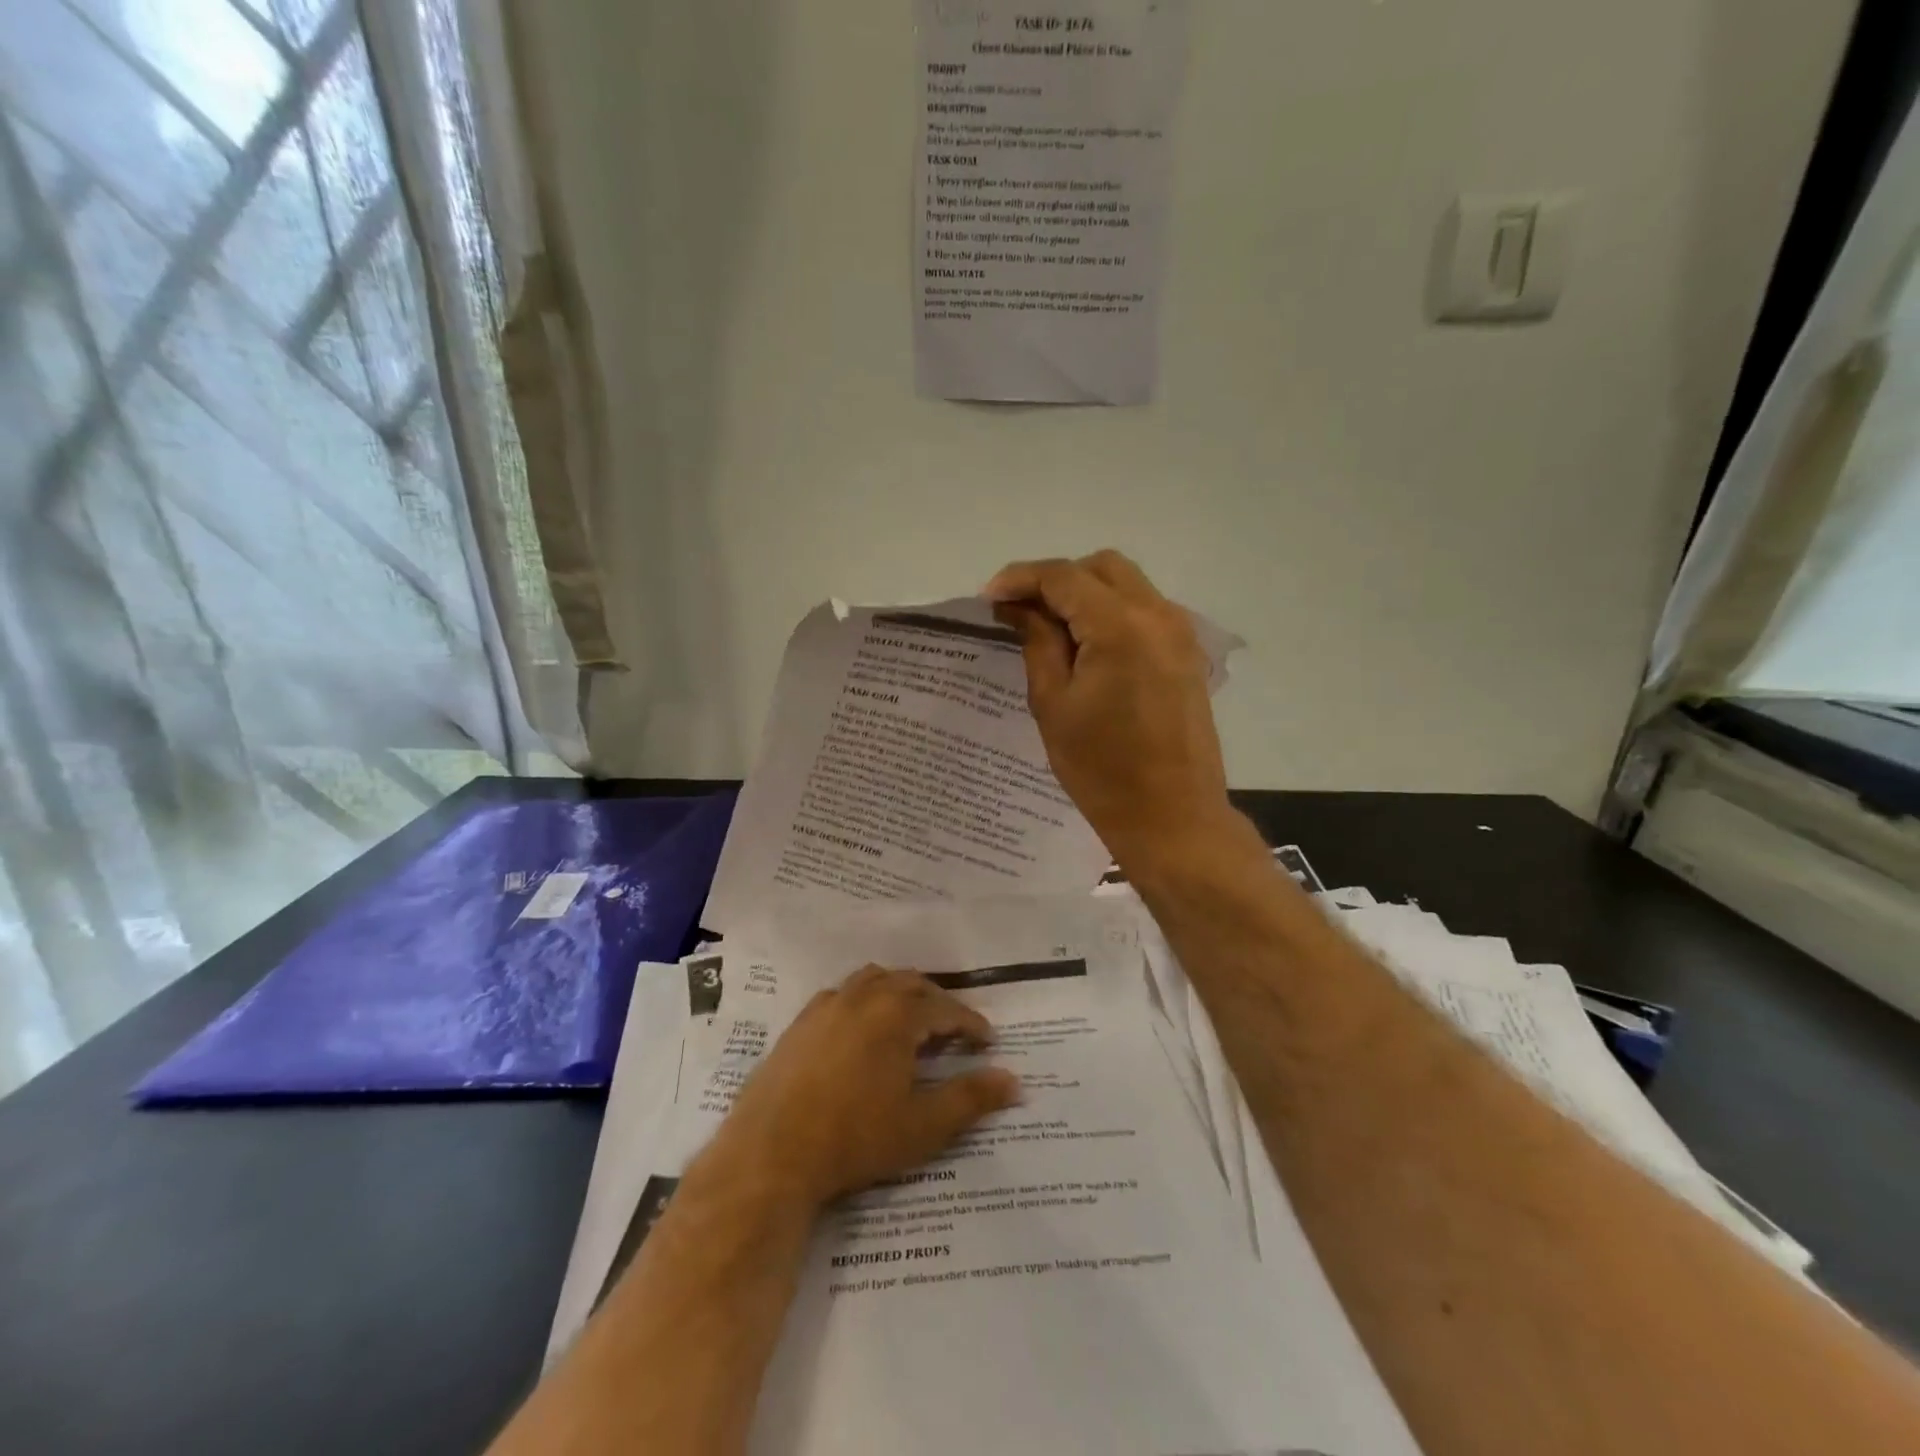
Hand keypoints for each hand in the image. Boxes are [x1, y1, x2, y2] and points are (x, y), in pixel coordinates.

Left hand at [710, 967, 1021, 1207]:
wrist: (771, 1153)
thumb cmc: (855, 1138)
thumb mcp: (923, 1126)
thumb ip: (971, 1099)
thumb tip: (1014, 1080)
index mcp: (898, 1014)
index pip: (946, 1009)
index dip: (971, 1024)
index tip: (987, 1041)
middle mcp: (864, 996)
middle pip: (911, 984)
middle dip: (937, 1003)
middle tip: (952, 1030)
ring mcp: (828, 1004)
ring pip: (874, 980)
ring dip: (899, 994)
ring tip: (910, 1021)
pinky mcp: (801, 1021)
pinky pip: (842, 995)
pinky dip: (864, 1001)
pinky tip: (861, 1029)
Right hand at [985, 550, 1235, 871]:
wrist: (1171, 817)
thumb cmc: (1101, 770)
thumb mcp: (1054, 704)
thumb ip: (1038, 642)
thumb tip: (1018, 606)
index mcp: (1121, 627)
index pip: (1064, 577)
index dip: (1021, 579)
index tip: (988, 598)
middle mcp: (1158, 616)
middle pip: (1101, 567)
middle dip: (1056, 580)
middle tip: (1020, 613)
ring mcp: (1180, 634)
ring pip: (1126, 585)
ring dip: (1085, 595)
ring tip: (1050, 631)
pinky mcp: (1187, 654)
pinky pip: (1144, 611)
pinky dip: (1110, 613)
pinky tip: (1086, 648)